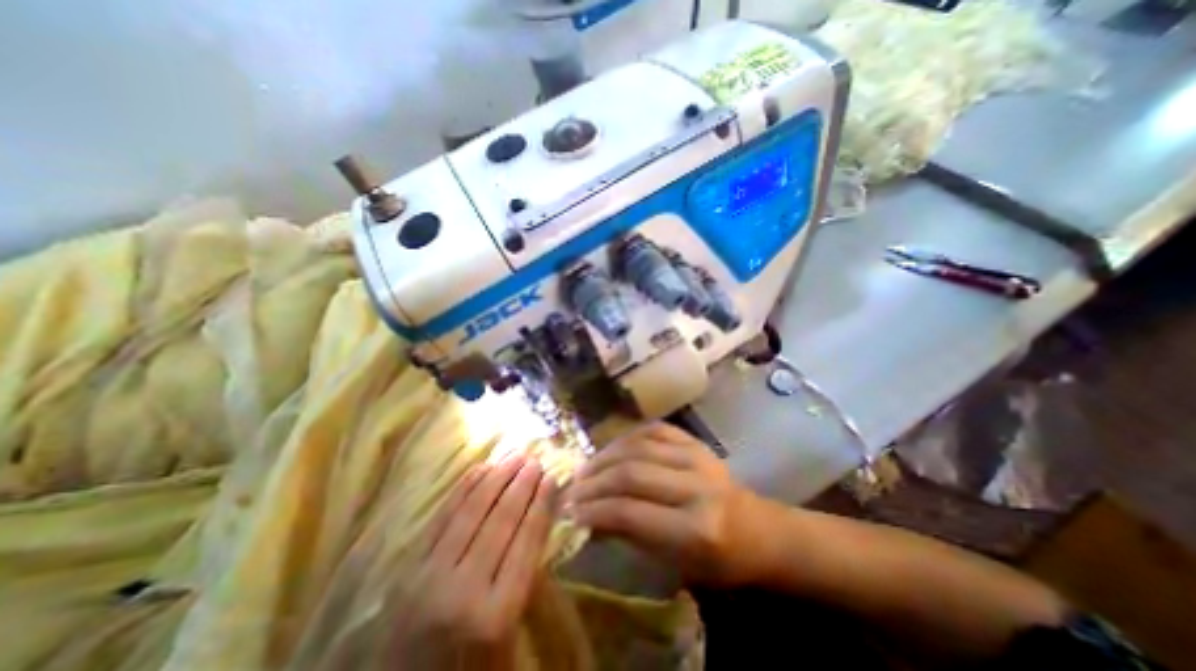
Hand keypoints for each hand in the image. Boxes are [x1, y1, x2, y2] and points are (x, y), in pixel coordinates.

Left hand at [397, 455, 558, 667]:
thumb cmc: (469, 668)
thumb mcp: (509, 634)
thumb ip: (525, 578)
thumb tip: (541, 521)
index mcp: (495, 614)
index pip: (526, 543)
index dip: (540, 506)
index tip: (551, 479)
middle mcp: (462, 590)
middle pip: (500, 521)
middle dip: (521, 485)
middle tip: (535, 460)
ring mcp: (429, 575)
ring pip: (471, 512)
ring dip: (496, 478)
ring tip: (514, 456)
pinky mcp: (407, 567)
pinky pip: (441, 516)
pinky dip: (463, 488)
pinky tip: (480, 469)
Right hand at [565, 425, 770, 585]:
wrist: (757, 528)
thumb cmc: (717, 560)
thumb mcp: (674, 562)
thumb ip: (630, 534)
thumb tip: (587, 516)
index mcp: (696, 529)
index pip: (631, 512)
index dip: (594, 510)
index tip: (570, 511)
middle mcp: (696, 486)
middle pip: (631, 473)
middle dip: (594, 482)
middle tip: (572, 489)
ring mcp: (697, 456)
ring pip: (637, 446)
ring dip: (604, 456)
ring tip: (585, 469)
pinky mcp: (696, 441)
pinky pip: (653, 430)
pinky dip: (627, 438)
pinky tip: (612, 449)